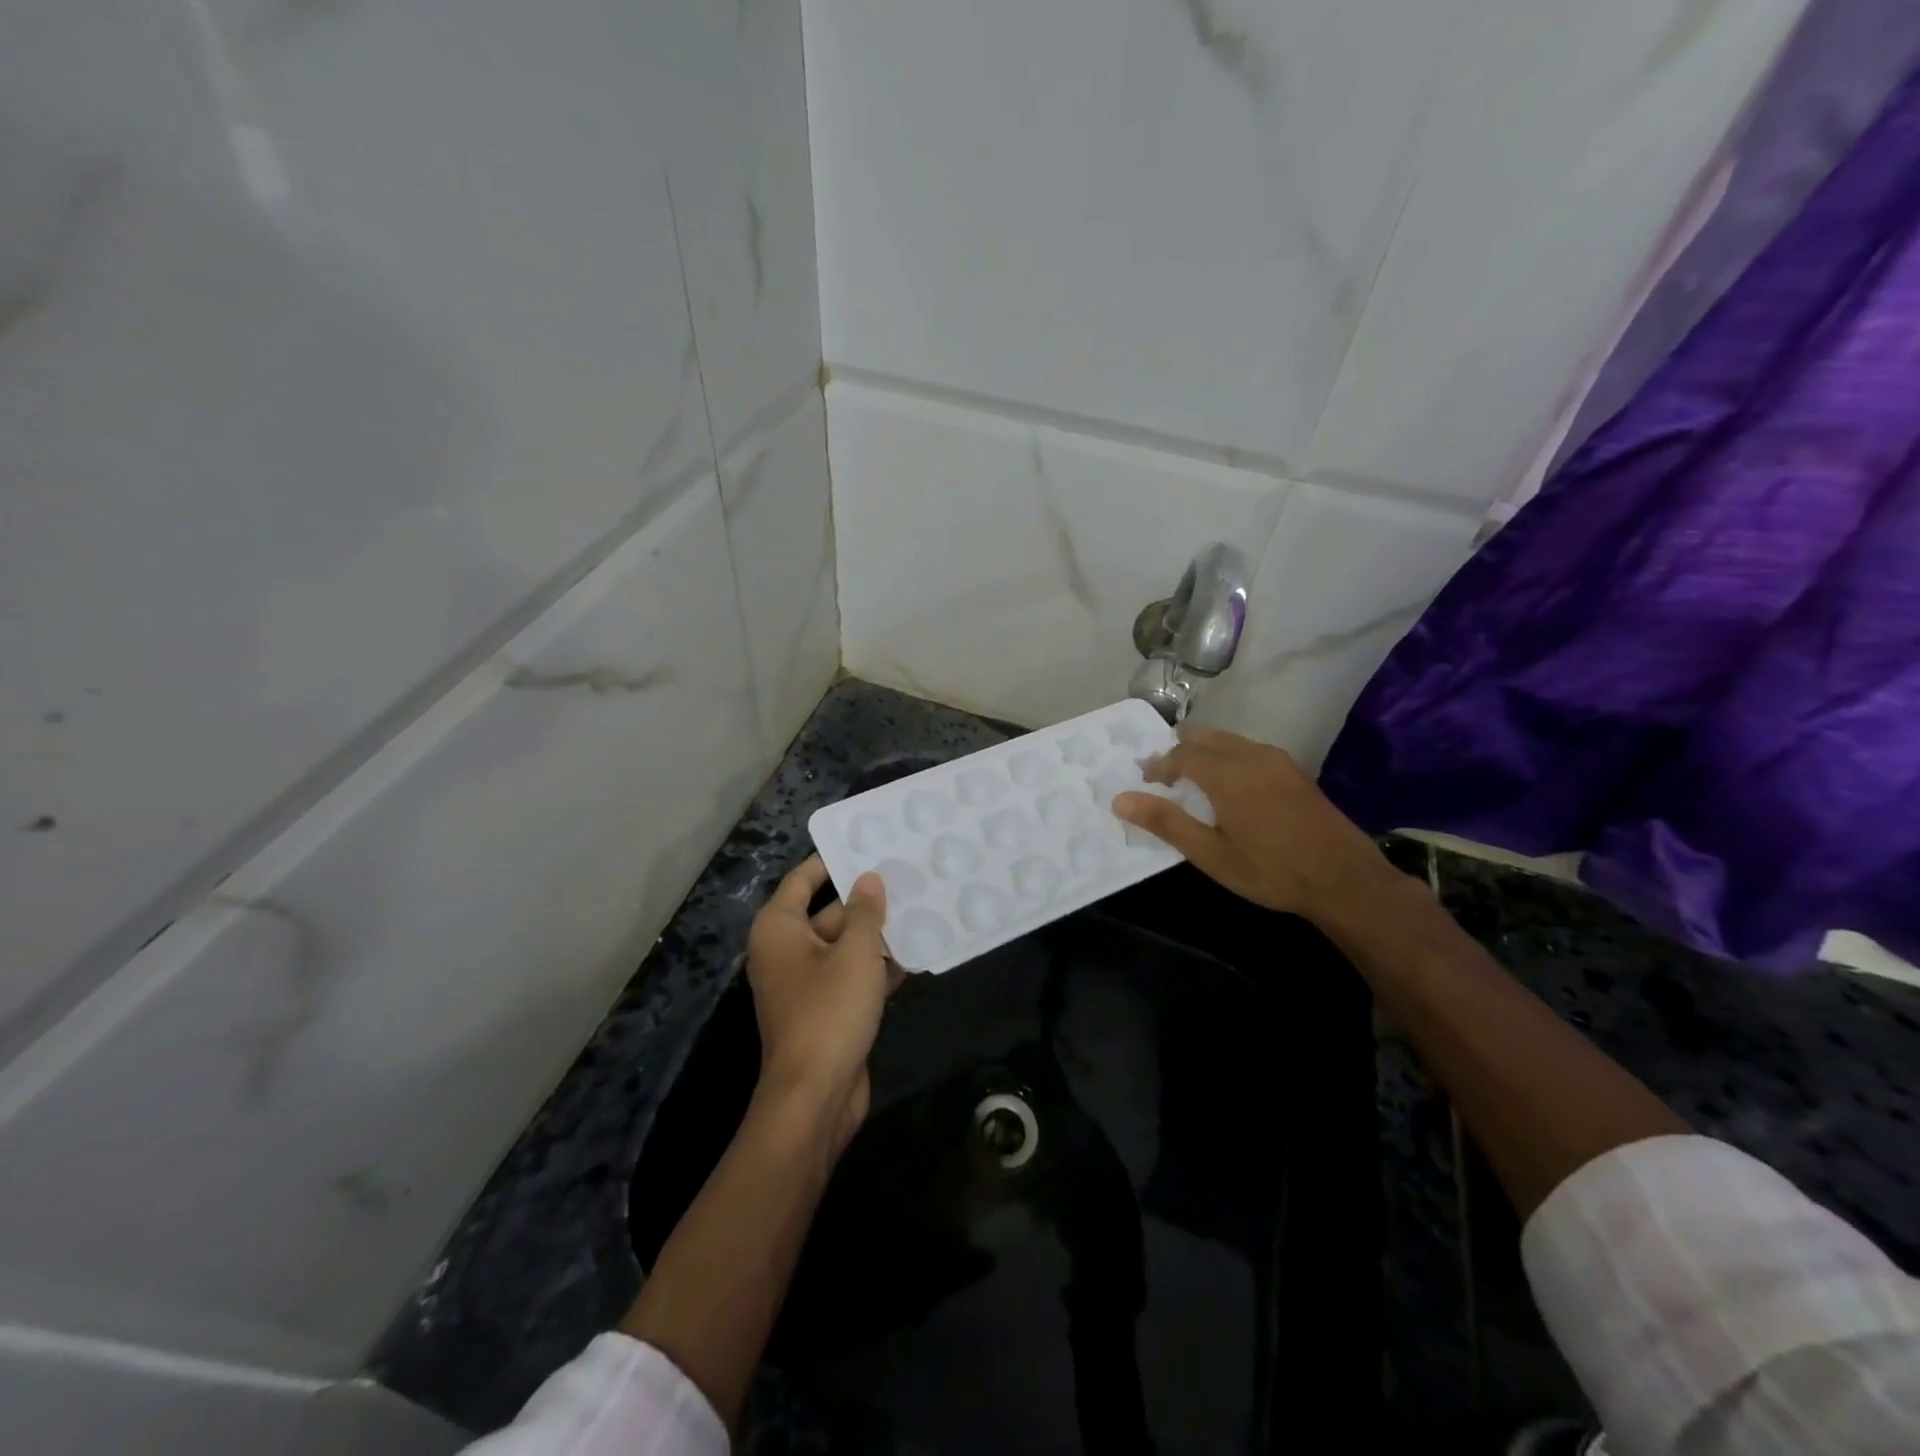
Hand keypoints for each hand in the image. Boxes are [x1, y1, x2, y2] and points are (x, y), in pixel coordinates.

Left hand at [746, 856, 898, 1153]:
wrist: (815, 1096)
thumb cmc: (829, 1011)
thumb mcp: (854, 953)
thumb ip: (864, 912)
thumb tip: (868, 879)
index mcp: (779, 929)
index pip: (803, 879)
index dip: (833, 861)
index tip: (867, 844)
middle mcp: (786, 951)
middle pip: (828, 912)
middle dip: (866, 901)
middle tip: (907, 878)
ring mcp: (805, 983)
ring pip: (844, 946)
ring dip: (877, 935)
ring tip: (920, 910)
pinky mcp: (824, 1010)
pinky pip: (850, 975)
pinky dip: (876, 967)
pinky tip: (915, 955)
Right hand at [1111, 726, 1405, 921]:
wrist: (1345, 879)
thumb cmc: (1270, 870)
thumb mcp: (1210, 854)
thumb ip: (1166, 822)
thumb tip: (1120, 799)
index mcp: (1227, 772)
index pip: (1180, 753)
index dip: (1158, 765)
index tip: (1145, 782)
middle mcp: (1251, 755)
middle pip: (1204, 737)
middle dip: (1180, 752)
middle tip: (1165, 779)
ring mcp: (1277, 760)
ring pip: (1229, 741)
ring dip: (1205, 754)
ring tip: (1194, 784)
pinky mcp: (1295, 771)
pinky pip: (1250, 751)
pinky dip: (1229, 759)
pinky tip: (1231, 789)